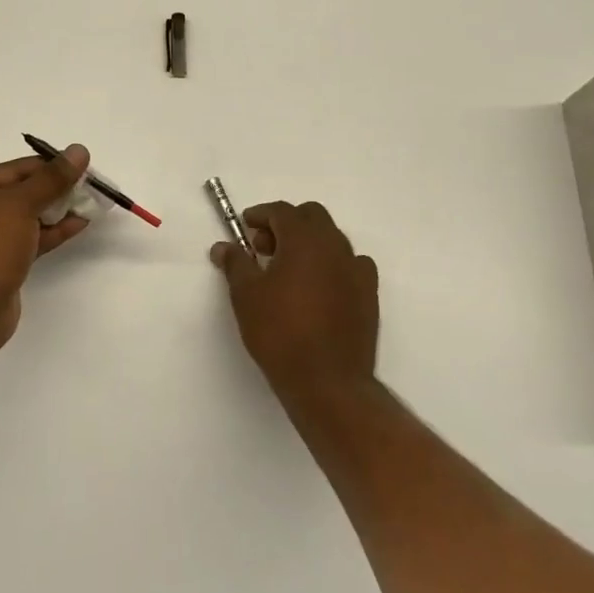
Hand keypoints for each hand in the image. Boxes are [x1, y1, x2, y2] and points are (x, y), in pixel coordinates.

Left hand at [0, 145, 91, 344]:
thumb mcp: (21, 205)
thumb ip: (52, 178)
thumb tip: (79, 150)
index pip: (14, 169)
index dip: (48, 165)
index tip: (81, 166)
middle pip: (21, 192)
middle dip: (55, 188)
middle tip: (89, 186)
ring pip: (28, 217)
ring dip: (58, 210)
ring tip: (90, 203)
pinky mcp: (2, 263)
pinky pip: (30, 239)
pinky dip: (53, 231)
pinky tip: (80, 224)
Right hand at [211, 201, 378, 404]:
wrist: (328, 381)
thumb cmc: (280, 332)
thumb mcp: (246, 295)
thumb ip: (235, 263)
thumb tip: (223, 246)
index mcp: (305, 240)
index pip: (282, 211)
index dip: (260, 214)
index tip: (245, 226)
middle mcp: (335, 247)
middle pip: (312, 217)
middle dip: (287, 224)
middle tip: (264, 247)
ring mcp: (357, 270)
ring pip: (332, 240)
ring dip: (309, 244)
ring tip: (287, 270)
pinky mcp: (369, 295)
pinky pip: (350, 265)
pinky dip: (331, 265)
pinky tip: (317, 288)